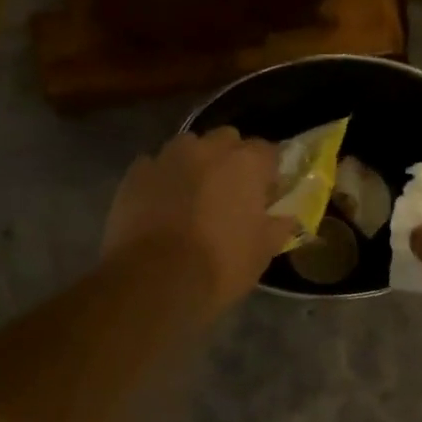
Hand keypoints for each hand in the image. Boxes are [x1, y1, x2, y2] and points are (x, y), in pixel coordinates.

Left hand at [103, 128, 295, 314]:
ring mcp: (166, 157)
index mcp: (246, 163)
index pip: (267, 151)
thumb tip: (287, 217)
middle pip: (226, 140)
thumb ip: (278, 226)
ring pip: (188, 148)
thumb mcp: (262, 252)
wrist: (154, 281)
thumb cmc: (219, 266)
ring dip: (195, 164)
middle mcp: (207, 149)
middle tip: (230, 192)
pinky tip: (161, 205)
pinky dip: (163, 179)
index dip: (268, 172)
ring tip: (192, 196)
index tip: (266, 194)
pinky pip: (156, 166)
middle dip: (230, 159)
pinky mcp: (135, 173)